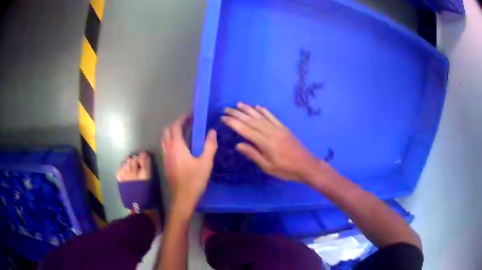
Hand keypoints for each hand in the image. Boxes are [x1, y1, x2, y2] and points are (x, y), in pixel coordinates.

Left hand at [161, 113, 217, 214]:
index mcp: (177, 146)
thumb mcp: (206, 162)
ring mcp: (166, 156)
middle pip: (168, 130)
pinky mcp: (166, 163)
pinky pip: (166, 146)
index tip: (192, 115)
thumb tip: (212, 131)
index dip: (182, 118)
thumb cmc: (194, 180)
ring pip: (165, 138)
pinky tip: (182, 147)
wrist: (182, 198)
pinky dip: (172, 140)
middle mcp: (168, 149)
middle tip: (189, 123)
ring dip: (173, 132)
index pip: (176, 126)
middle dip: (177, 123)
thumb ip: (210, 145)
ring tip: (186, 132)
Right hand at [222, 103, 319, 180]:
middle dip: (237, 114)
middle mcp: (270, 132)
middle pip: (251, 120)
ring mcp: (277, 128)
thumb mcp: (267, 167)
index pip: (245, 130)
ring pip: (260, 116)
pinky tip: (257, 106)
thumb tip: (238, 144)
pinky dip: (264, 110)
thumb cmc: (285, 169)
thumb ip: (253, 154)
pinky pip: (272, 116)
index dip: (233, 123)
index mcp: (265, 142)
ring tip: (238, 104)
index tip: (223, 118)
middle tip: (226, 109)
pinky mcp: (283, 127)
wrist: (306, 165)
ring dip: (248, 109)